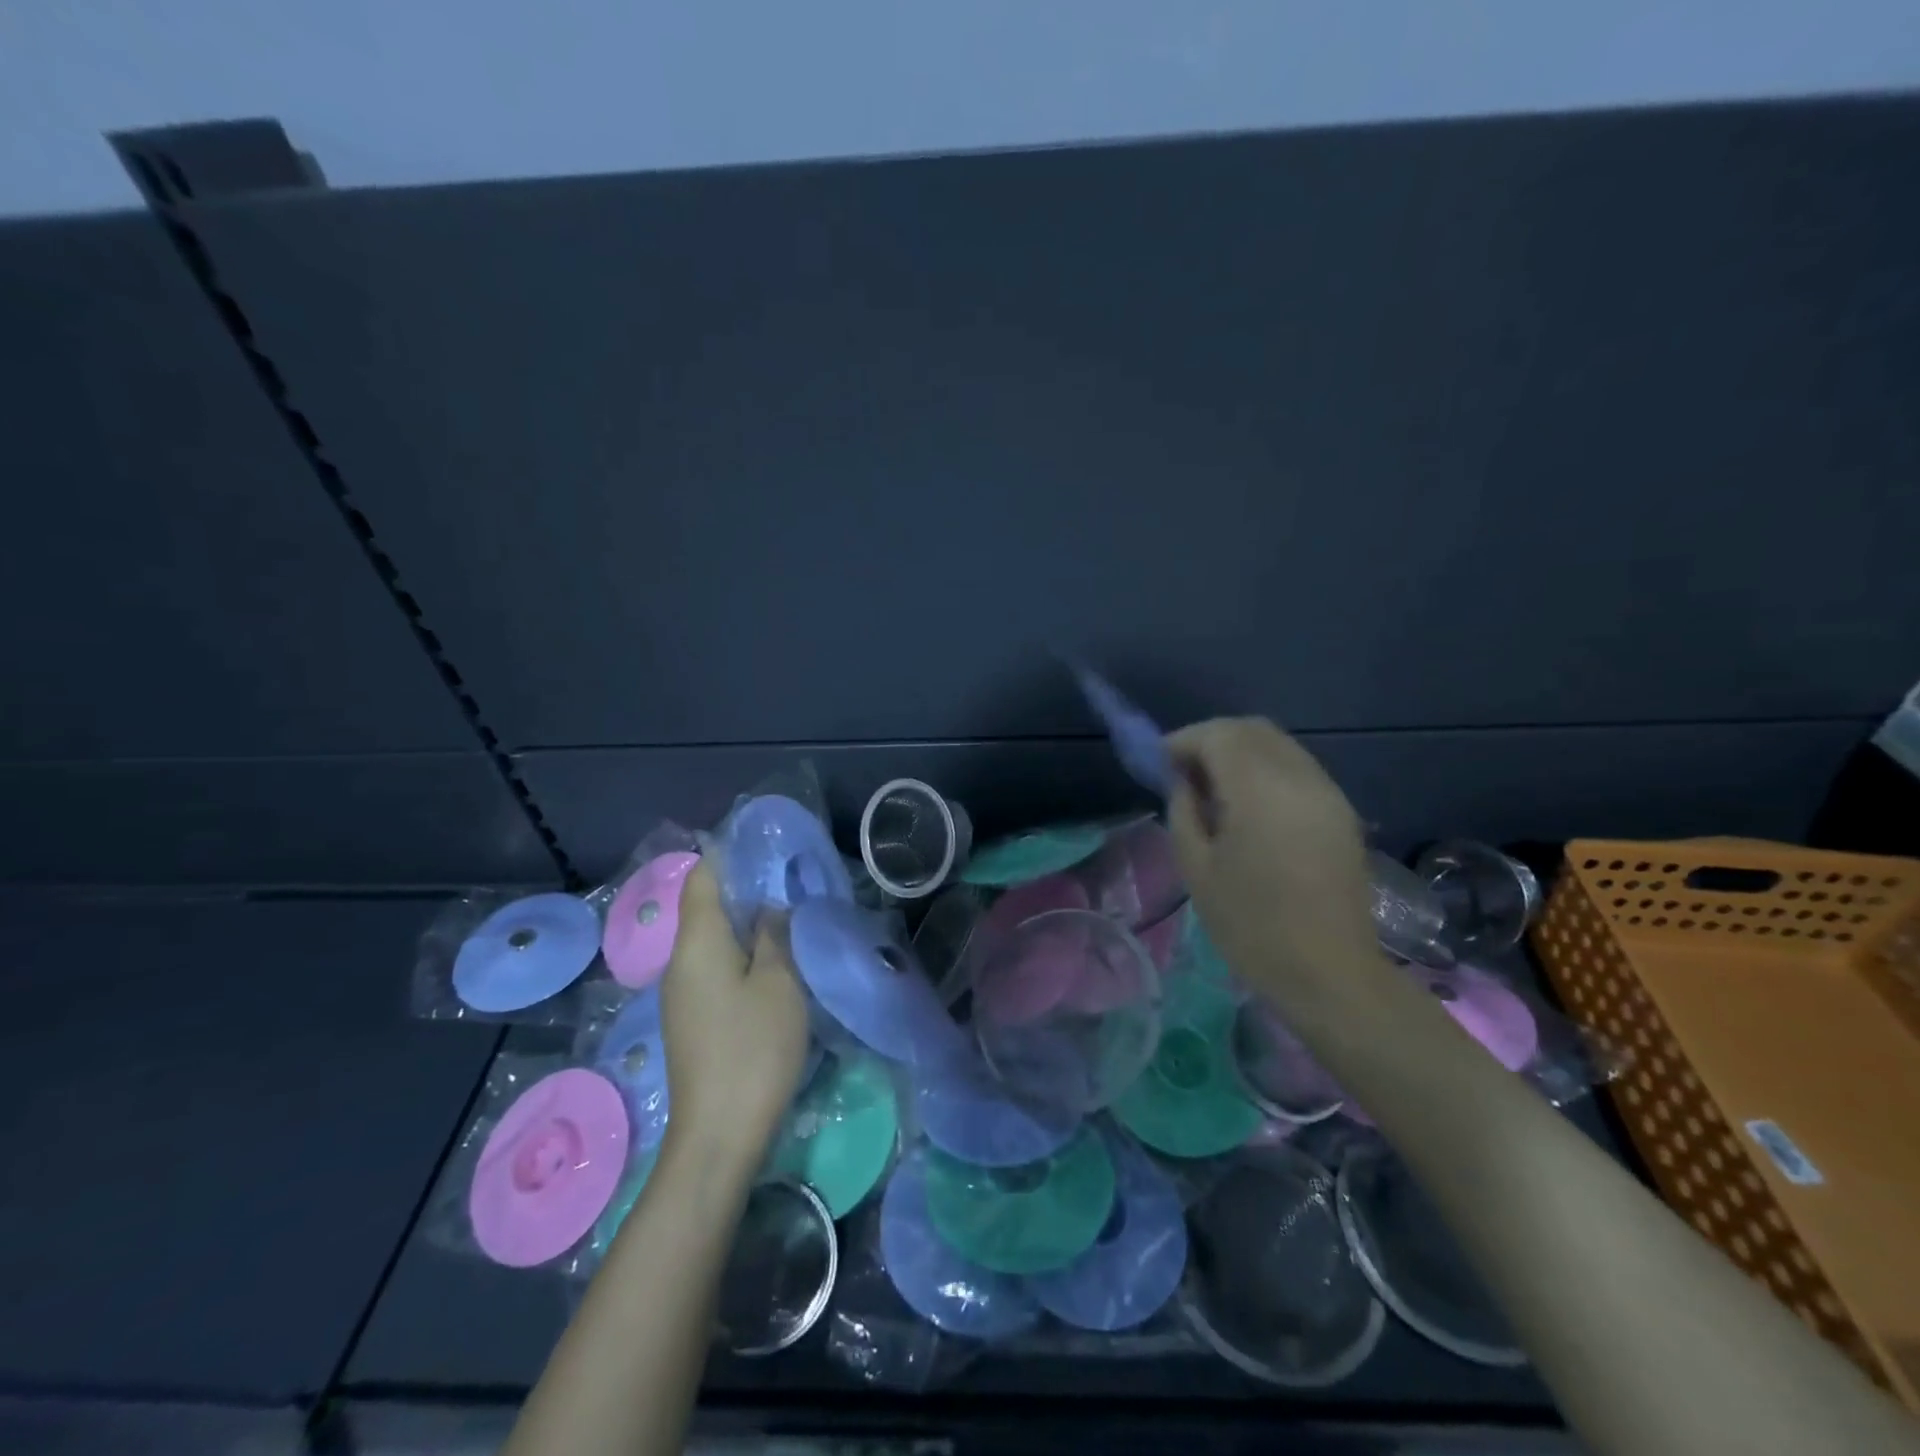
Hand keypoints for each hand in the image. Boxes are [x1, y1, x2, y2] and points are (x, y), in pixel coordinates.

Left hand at [658, 860, 810, 1171]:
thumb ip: (775, 936)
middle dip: (745, 890)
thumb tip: (770, 907)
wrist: (717, 1136)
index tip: (767, 848)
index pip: (702, 877)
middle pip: (706, 907)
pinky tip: (772, 966)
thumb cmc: (752, 1050)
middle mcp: (679, 961)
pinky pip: (713, 969)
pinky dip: (740, 956)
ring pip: (712, 941)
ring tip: (789, 920)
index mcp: (697, 942)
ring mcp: (681, 993)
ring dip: (746, 926)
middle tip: (792, 883)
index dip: (729, 854)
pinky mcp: (691, 1019)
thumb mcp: (779, 984)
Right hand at [1165, 717, 1381, 1005]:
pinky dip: (1265, 769)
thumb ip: (1183, 810)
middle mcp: (1300, 778)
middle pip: (1252, 729)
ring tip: (1213, 789)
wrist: (1329, 974)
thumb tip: (1183, 780)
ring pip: (1278, 745)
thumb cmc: (1250, 926)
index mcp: (1261, 791)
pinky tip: (1248, 805)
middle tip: (1183, 772)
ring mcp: (1328, 793)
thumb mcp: (1196, 867)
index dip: (1184, 741)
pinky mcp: (1342, 812)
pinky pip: (1296, 768)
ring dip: (1240, 752)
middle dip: (1211, 739)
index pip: (1218, 735)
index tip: (1160, 763)